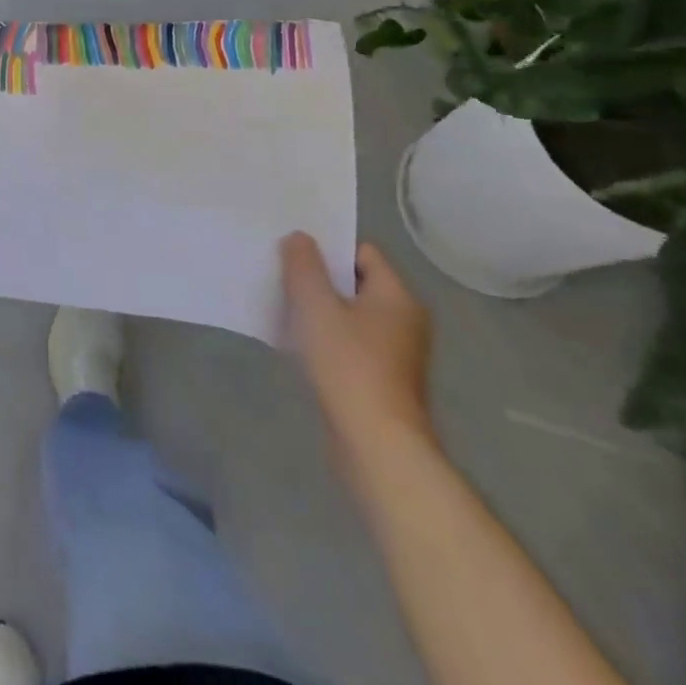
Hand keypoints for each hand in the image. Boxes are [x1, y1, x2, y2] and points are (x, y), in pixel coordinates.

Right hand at [281, 234, 433, 463]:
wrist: (376, 446)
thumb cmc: (349, 365)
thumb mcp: (316, 305)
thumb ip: (304, 265)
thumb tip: (299, 237)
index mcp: (397, 297)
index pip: (363, 252)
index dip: (328, 247)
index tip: (293, 251)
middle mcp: (404, 321)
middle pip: (355, 284)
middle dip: (319, 279)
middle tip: (282, 275)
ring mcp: (395, 355)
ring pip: (350, 316)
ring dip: (319, 311)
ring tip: (283, 308)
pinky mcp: (381, 383)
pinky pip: (349, 345)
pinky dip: (325, 340)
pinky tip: (298, 346)